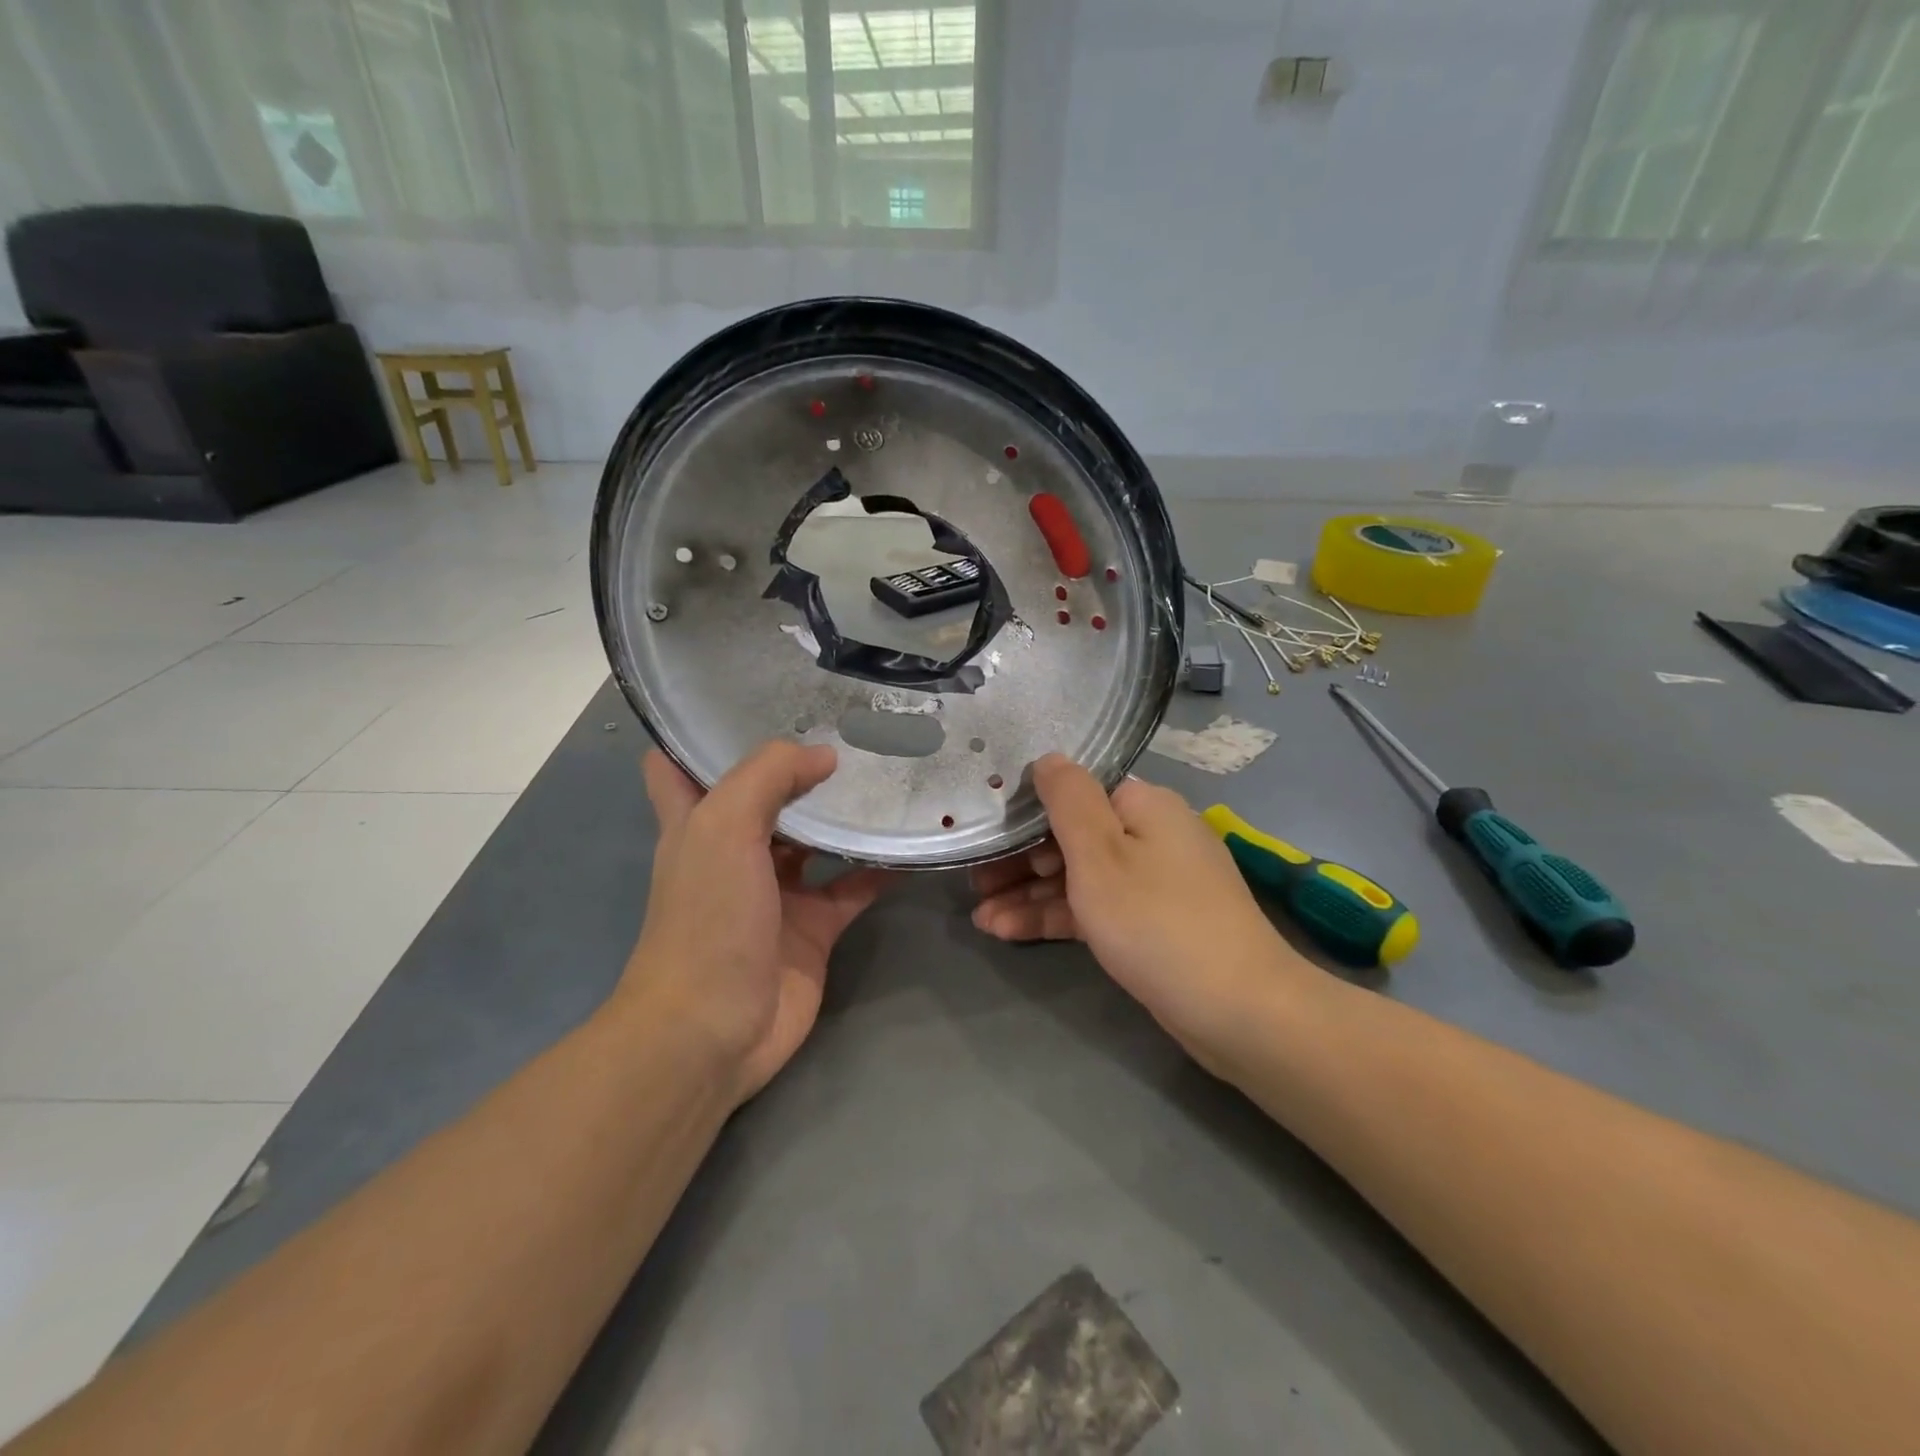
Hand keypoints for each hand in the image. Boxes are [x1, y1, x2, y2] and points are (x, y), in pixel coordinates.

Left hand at [624, 742, 887, 1105]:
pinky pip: (852, 888)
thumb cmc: (707, 918)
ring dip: (844, 816)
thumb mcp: (724, 827)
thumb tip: (824, 756)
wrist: (714, 1029)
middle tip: (849, 728)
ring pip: (815, 841)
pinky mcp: (813, 928)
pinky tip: (910, 845)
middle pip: (764, 798)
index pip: (681, 766)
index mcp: (696, 824)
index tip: (750, 703)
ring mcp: (776, 893)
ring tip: (888, 775)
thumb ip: (769, 776)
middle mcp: (734, 852)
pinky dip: (878, 869)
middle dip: (797, 767)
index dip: (704, 735)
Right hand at [971, 755, 1318, 1070]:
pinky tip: (1009, 930)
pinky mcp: (1151, 924)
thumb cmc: (1155, 920)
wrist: (1238, 1010)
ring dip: (1030, 894)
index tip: (985, 833)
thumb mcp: (1099, 853)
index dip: (1027, 811)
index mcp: (1143, 805)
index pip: (1075, 792)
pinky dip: (1057, 916)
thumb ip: (1067, 800)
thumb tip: (1049, 757)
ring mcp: (1153, 882)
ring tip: (979, 916)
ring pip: (1080, 877)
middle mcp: (1151, 834)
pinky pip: (1096, 908)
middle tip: (973, 882)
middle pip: (1073, 836)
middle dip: (1020, 860)